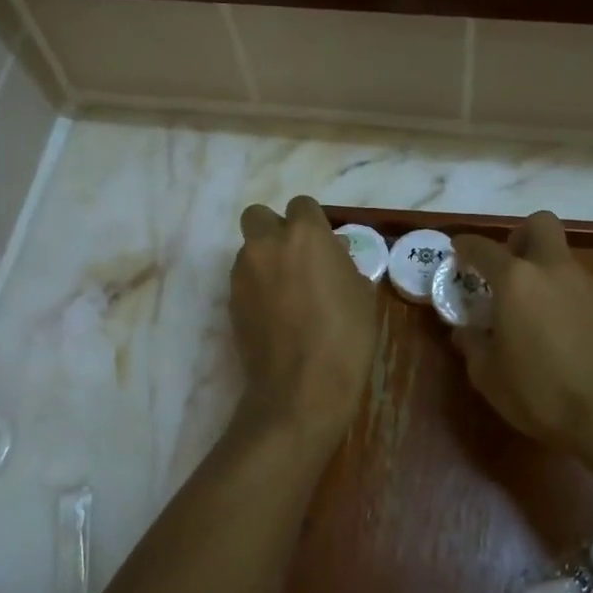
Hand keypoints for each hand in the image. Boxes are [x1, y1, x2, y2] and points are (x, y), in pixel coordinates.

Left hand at [230, 195, 376, 449]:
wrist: (302, 388)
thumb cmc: (345, 337)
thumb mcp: (361, 293)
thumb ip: (342, 262)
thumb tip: (332, 253)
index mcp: (305, 234)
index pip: (301, 204)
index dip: (311, 221)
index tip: (323, 244)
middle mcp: (267, 244)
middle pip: (258, 215)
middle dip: (273, 229)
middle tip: (295, 258)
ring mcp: (243, 273)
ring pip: (249, 250)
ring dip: (264, 260)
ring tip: (286, 293)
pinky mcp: (231, 301)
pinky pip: (243, 280)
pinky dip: (256, 287)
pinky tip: (275, 315)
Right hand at [451, 212, 592, 452]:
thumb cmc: (542, 393)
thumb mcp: (489, 377)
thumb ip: (474, 346)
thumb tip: (467, 332)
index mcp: (517, 281)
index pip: (483, 248)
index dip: (466, 245)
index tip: (458, 249)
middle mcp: (556, 271)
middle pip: (540, 224)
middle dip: (521, 237)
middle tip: (511, 269)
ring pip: (567, 263)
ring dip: (551, 278)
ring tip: (543, 319)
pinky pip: (591, 294)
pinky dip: (577, 305)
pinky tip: (576, 340)